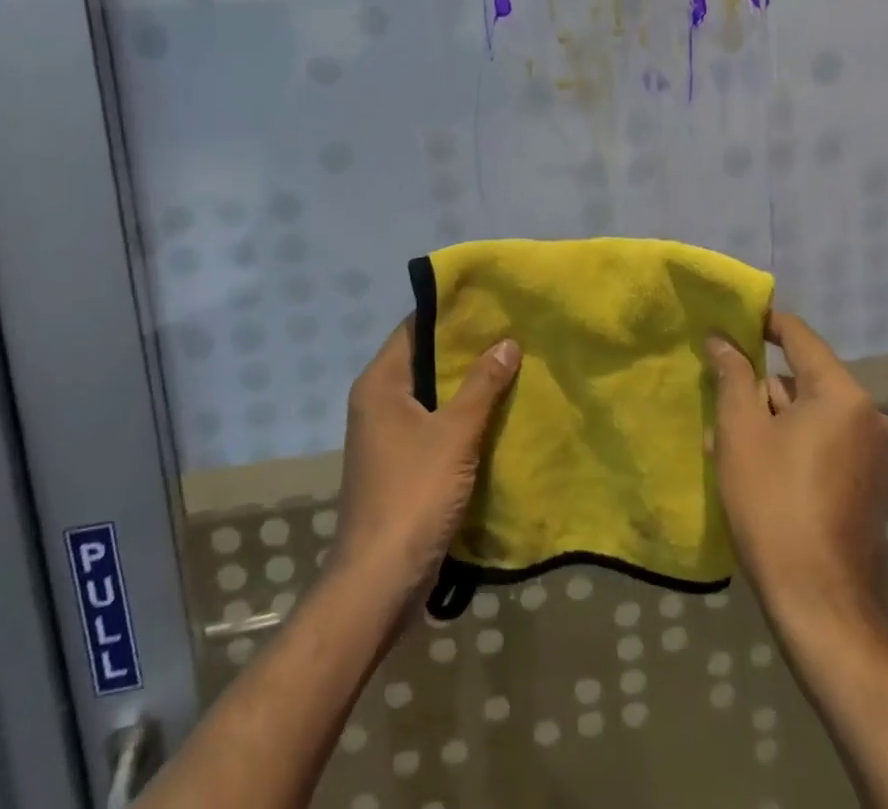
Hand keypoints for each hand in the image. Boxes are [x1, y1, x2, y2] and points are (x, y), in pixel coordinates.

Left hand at [332, 321, 520, 603]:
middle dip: (465, 352)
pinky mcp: (399, 465)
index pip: (415, 329)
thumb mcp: (455, 434)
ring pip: (430, 397)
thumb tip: (507, 342)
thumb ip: (482, 385)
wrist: (379, 582)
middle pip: (424, 362)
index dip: (450, 315)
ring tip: (511, 367)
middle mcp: (377, 402)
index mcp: (380, 384)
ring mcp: (386, 436)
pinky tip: (495, 415)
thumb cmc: (414, 494)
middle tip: (510, 334)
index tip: (489, 304)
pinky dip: (459, 419)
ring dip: (466, 387)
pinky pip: (432, 427)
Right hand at [708, 312, 887, 627]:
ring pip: (807, 414)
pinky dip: (787, 443)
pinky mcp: (864, 485)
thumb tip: (722, 339)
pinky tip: (750, 467)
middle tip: (715, 395)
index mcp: (841, 395)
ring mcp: (870, 455)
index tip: (726, 322)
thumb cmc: (774, 503)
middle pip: (802, 378)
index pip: (798, 336)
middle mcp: (866, 417)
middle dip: (756, 385)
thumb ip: (732, 376)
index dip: (761, 323)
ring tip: (722, 440)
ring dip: (767, 418)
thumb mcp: (741, 431)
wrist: (820, 603)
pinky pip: (820, 443)